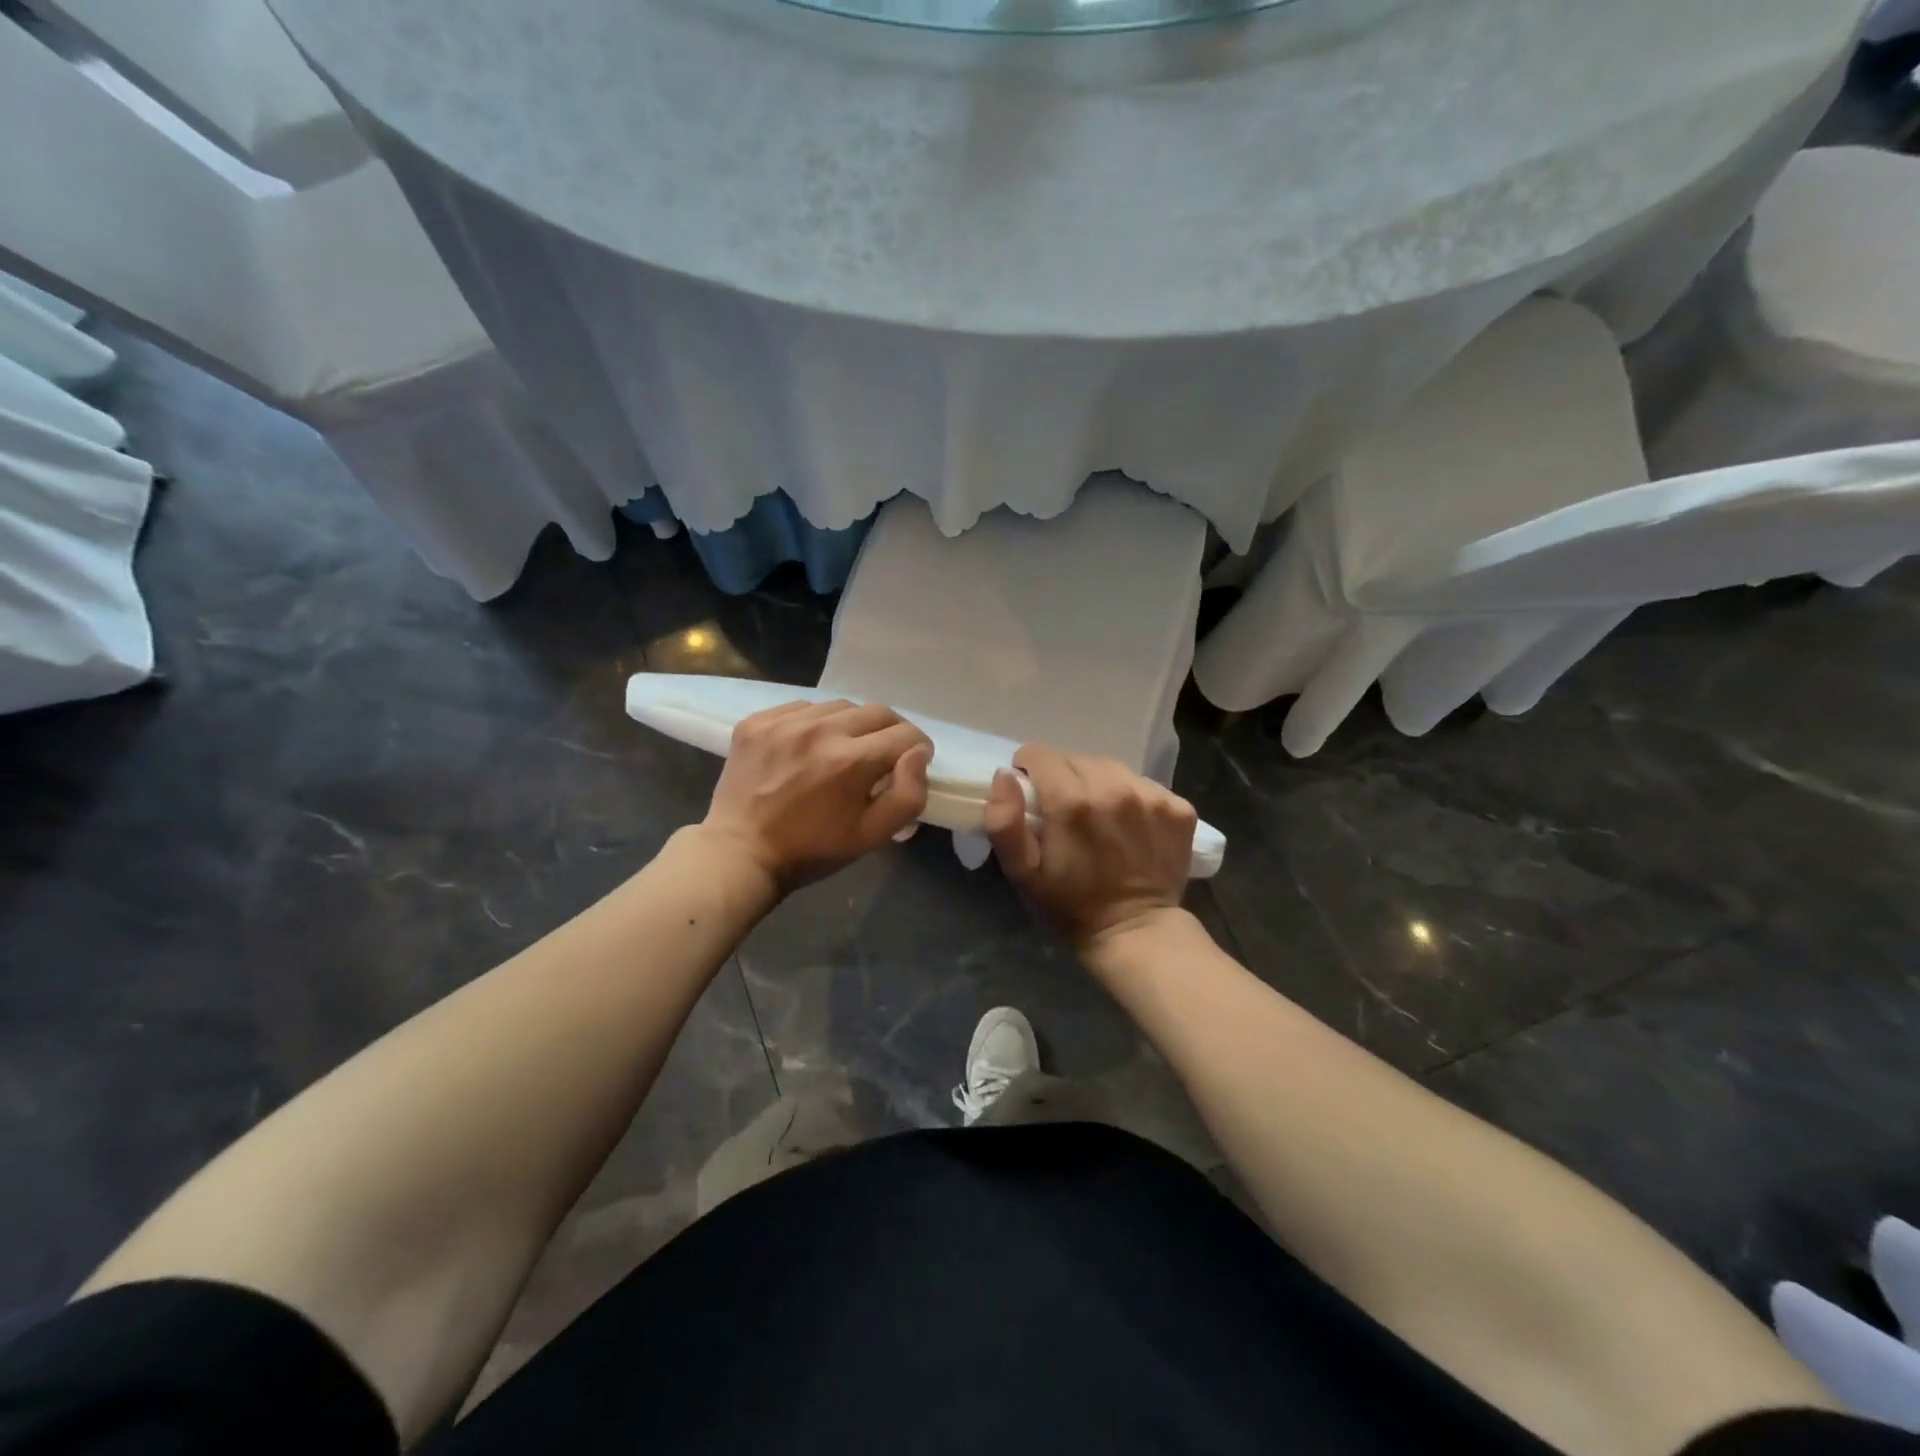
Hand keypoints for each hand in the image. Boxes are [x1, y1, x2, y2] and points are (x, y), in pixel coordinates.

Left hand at [702, 699, 931, 892]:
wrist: (740, 853)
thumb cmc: (812, 850)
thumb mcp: (872, 836)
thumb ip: (908, 795)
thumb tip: (918, 755)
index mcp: (851, 760)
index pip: (905, 735)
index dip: (917, 750)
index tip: (909, 765)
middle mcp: (820, 730)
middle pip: (877, 712)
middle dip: (890, 733)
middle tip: (883, 756)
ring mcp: (784, 722)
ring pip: (840, 706)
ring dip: (852, 725)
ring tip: (843, 751)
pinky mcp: (757, 722)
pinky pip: (802, 707)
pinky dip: (815, 723)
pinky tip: (808, 748)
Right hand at [983, 744, 1196, 949]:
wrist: (1136, 931)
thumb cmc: (1070, 904)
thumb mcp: (1022, 872)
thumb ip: (1005, 822)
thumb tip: (1005, 775)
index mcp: (1072, 802)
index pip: (1041, 755)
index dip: (1029, 771)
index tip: (1033, 795)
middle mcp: (1114, 788)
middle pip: (1076, 759)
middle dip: (1062, 777)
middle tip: (1065, 812)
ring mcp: (1151, 797)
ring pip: (1111, 768)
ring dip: (1098, 783)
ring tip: (1098, 816)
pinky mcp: (1178, 808)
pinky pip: (1143, 784)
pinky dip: (1131, 797)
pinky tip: (1128, 825)